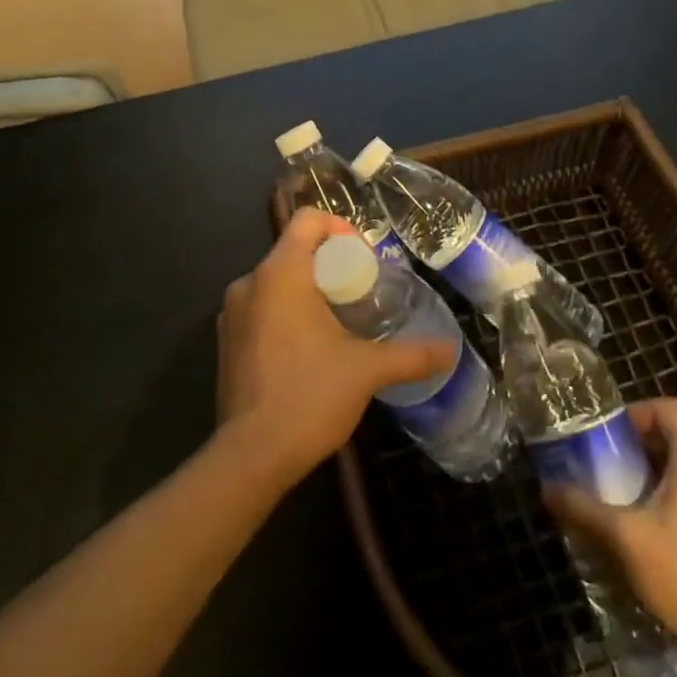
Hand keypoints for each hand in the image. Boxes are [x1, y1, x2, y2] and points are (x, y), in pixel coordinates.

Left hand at [215, 208, 455, 491]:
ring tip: (339, 323)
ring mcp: (232, 313)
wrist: (251, 457)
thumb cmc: (309, 396)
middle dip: (330, 264)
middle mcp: (249, 282)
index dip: (340, 228)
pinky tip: (309, 350)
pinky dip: (286, 313)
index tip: (364, 260)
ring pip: (276, 281)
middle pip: (293, 249)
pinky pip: (261, 308)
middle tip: (360, 295)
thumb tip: (450, 350)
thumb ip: (411, 355)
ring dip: (308, 290)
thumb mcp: (367, 371)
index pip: (307, 219)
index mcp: (280, 273)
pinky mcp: (226, 342)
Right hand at [544, 397, 676, 662]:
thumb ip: (583, 507)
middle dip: (639, 448)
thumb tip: (547, 489)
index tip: (605, 436)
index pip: (665, 408)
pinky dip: (676, 499)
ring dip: (657, 475)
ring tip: (624, 499)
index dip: (633, 413)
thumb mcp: (623, 537)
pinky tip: (653, 532)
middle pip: (676, 438)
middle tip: (606, 467)